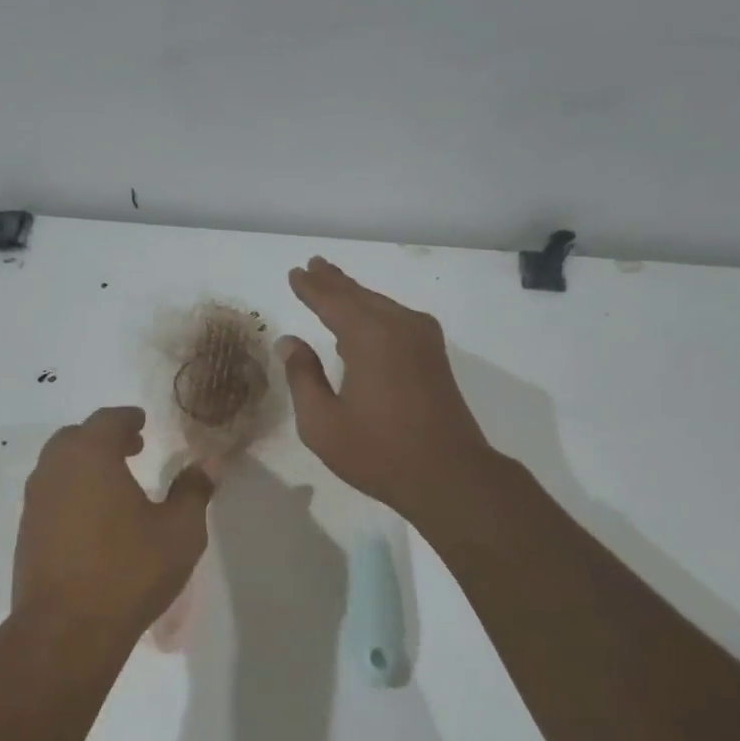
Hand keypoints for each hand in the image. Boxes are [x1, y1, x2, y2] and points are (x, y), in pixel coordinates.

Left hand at [13, 406, 216, 646]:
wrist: (67, 628)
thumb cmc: (130, 571)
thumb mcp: (180, 531)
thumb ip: (193, 490)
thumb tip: (209, 462)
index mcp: (91, 456)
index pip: (107, 420)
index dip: (127, 418)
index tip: (142, 422)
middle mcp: (55, 470)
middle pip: (76, 437)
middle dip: (104, 438)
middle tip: (132, 448)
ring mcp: (35, 502)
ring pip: (58, 465)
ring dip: (85, 464)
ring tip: (114, 482)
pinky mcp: (26, 532)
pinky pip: (50, 495)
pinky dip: (71, 490)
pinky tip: (93, 517)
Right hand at [278, 257, 494, 522]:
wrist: (449, 474)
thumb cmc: (378, 452)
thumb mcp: (322, 422)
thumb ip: (303, 377)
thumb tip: (289, 342)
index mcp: (370, 337)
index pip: (332, 302)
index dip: (310, 287)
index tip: (294, 272)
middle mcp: (399, 326)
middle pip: (360, 296)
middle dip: (334, 282)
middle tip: (313, 265)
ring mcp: (423, 339)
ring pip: (381, 306)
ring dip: (355, 296)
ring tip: (332, 284)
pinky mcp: (434, 356)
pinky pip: (396, 321)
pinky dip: (374, 314)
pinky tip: (364, 321)